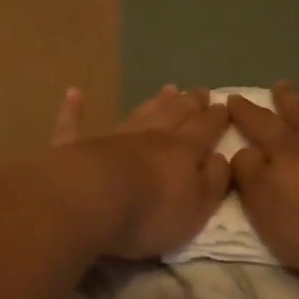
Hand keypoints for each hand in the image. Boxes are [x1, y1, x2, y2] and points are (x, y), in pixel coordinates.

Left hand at [47, 85, 231, 258]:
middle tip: (201, 91)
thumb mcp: (198, 206)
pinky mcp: (76, 149)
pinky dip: (74, 110)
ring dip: (154, 102)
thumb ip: (214, 180)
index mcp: (183, 150)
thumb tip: (222, 157)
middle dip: (190, 103)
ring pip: (138, 115)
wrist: (92, 201)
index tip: (225, 104)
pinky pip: (74, 125)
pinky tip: (74, 94)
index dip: (216, 118)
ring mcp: (113, 139)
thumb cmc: (152, 211)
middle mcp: (150, 136)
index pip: (205, 128)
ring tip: (168, 88)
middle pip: (175, 114)